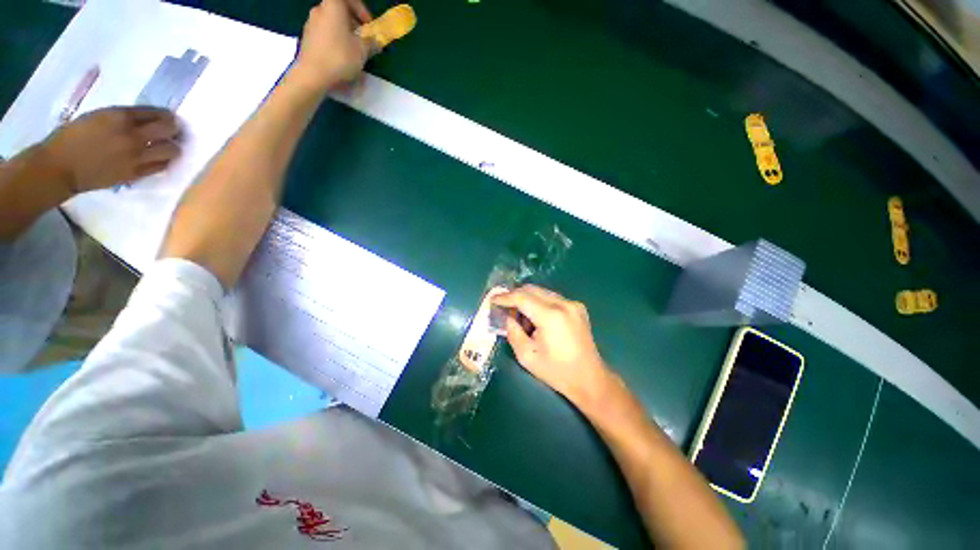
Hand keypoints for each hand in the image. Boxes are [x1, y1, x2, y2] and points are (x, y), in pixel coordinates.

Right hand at [41, 107, 181, 194]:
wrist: (60, 167)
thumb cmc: (72, 137)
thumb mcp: (98, 116)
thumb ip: (123, 118)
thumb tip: (145, 120)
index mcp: (120, 116)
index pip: (156, 112)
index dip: (165, 115)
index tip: (167, 117)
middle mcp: (133, 135)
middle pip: (170, 129)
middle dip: (173, 129)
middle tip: (170, 131)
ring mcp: (136, 156)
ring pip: (172, 150)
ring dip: (171, 147)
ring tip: (164, 146)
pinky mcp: (136, 173)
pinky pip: (161, 166)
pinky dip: (163, 161)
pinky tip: (157, 159)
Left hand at [292, 0, 372, 91]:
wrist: (313, 75)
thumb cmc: (339, 57)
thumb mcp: (362, 51)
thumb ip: (371, 43)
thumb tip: (376, 41)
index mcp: (333, 6)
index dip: (361, 9)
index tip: (368, 25)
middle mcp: (319, 9)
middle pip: (339, 10)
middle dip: (353, 23)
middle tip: (363, 39)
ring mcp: (310, 23)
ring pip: (331, 23)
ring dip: (344, 33)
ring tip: (353, 51)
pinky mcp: (306, 38)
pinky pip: (324, 34)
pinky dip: (334, 41)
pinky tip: (340, 57)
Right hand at [493, 285, 613, 409]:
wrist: (590, 379)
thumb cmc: (556, 371)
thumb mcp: (526, 356)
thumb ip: (513, 332)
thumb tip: (507, 317)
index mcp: (551, 316)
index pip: (522, 297)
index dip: (505, 297)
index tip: (492, 299)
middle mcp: (563, 304)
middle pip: (532, 289)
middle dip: (515, 296)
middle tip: (504, 307)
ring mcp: (573, 304)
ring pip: (542, 292)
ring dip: (527, 299)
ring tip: (520, 317)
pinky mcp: (577, 307)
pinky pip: (552, 298)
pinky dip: (539, 303)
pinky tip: (536, 318)